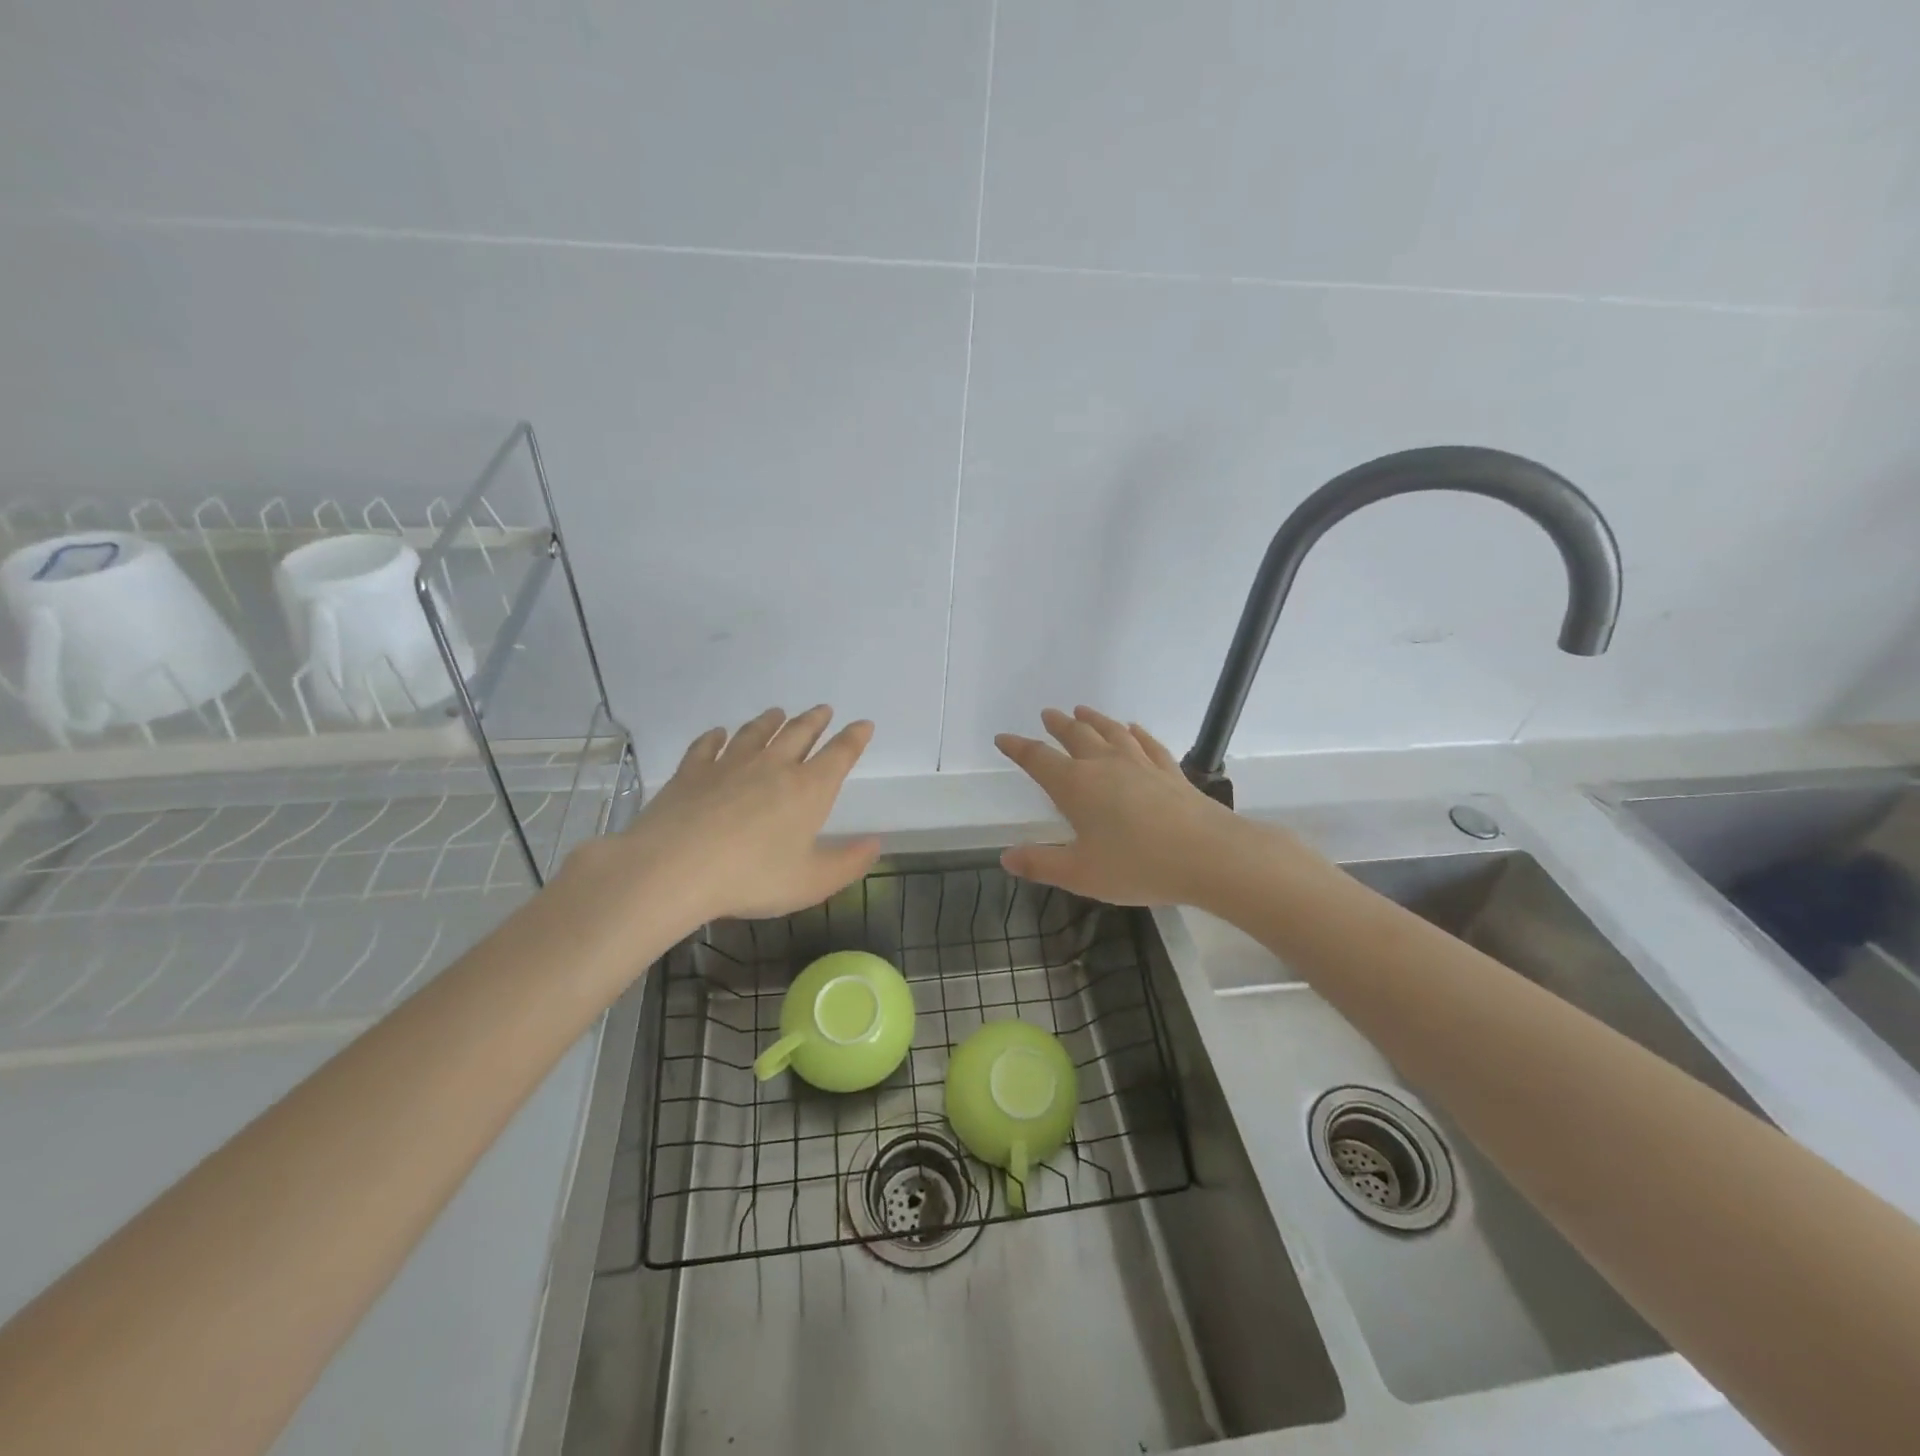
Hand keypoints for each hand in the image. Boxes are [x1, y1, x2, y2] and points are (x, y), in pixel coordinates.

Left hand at [567, 705, 880, 933]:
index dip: (854, 738)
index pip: (839, 755)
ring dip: (770, 721)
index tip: (863, 724)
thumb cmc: (752, 877)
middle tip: (823, 710)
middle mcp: (773, 766)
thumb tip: (876, 843)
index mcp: (808, 790)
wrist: (674, 868)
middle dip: (815, 720)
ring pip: (756, 733)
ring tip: (777, 713)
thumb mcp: (812, 882)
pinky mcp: (692, 771)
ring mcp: (730, 764)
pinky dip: (716, 736)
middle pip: (799, 733)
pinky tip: (718, 733)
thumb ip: (848, 863)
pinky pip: (708, 745)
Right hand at [995, 706, 1247, 905]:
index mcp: (1076, 786)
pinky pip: (1147, 744)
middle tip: (1048, 714)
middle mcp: (1105, 765)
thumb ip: (1042, 863)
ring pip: (1111, 732)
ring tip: (1082, 711)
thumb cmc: (1137, 865)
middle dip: (1058, 725)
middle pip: (1076, 736)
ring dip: (1094, 720)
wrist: (1208, 855)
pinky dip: (1136, 733)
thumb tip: (1006, 857)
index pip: (1038, 760)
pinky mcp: (1170, 772)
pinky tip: (1133, 729)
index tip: (1003, 738)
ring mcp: (1140, 764)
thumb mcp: (1080, 874)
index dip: (1018, 748)